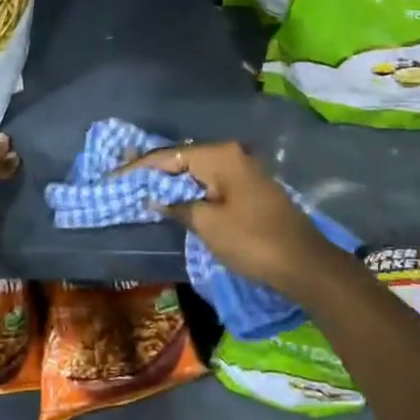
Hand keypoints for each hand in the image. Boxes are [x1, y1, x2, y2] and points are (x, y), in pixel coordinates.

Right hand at [125, 141, 332, 297]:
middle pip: (183, 158)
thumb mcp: (208, 225)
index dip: (139, 166)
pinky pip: (211, 183)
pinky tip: (175, 199)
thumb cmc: (253, 241)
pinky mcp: (249, 189)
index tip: (113, 175)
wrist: (305, 264)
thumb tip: (157, 199)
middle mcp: (232, 155)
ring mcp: (243, 171)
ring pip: (197, 171)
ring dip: (172, 181)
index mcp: (220, 156)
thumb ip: (178, 206)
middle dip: (154, 170)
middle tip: (123, 179)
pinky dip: (191, 190)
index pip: (170, 155)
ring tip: (141, 188)